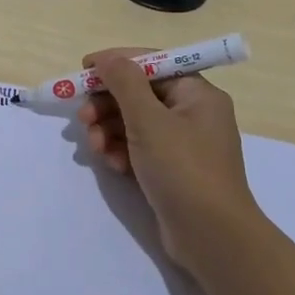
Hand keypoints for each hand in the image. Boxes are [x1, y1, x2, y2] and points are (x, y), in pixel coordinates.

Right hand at [76, 47, 260, 281]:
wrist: (212, 237)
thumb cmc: (183, 169)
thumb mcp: (149, 120)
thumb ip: (124, 83)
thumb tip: (107, 58)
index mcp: (197, 93)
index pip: (152, 64)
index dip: (116, 63)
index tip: (83, 69)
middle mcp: (193, 113)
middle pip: (140, 94)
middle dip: (107, 104)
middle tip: (82, 118)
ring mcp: (183, 144)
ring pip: (135, 123)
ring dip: (109, 130)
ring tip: (94, 147)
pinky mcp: (172, 170)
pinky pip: (139, 148)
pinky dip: (121, 151)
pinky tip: (111, 165)